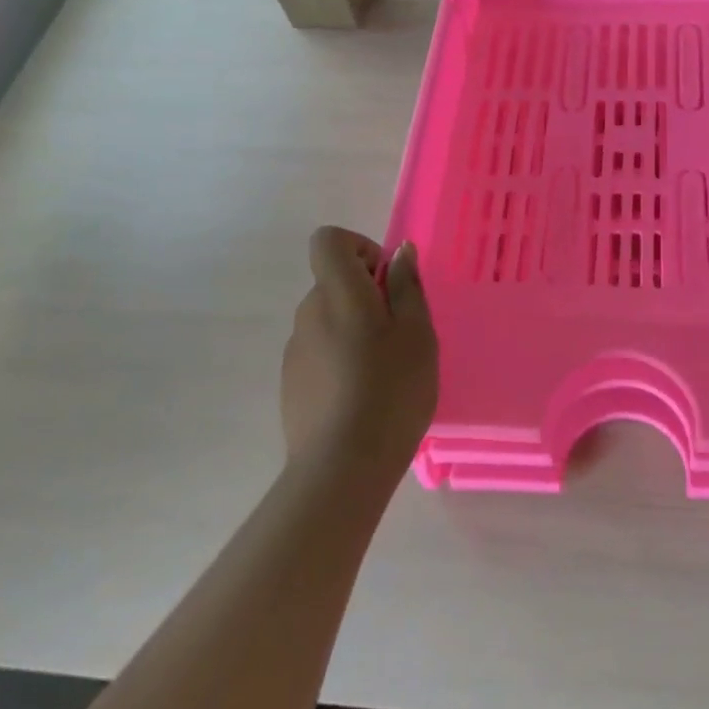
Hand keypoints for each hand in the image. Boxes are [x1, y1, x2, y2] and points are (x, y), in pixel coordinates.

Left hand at [281, 227, 438, 471]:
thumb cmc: (391, 390)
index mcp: (338, 293)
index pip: (328, 241)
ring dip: (355, 329)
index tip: (387, 280)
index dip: (359, 248)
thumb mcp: (417, 333)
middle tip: (401, 333)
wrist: (342, 467)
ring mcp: (295, 351)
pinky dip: (341, 359)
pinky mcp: (291, 384)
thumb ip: (407, 286)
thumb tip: (399, 252)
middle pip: (333, 282)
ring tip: (385, 371)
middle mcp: (308, 313)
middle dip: (367, 295)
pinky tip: (363, 397)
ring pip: (328, 319)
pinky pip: (320, 352)